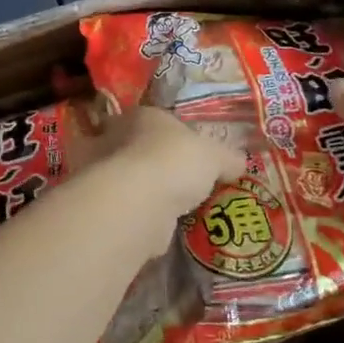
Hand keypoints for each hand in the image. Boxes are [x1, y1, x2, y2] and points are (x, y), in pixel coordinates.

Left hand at [93, 105, 243, 214]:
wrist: (138, 202)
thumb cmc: (175, 161)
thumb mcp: (215, 155)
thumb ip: (227, 158)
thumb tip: (239, 163)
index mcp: (141, 115)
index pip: (156, 119)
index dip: (172, 135)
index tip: (188, 152)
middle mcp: (114, 138)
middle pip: (137, 148)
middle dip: (155, 163)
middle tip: (180, 181)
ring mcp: (104, 174)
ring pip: (128, 180)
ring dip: (146, 191)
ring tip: (173, 208)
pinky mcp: (104, 207)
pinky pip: (128, 208)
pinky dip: (141, 216)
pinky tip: (160, 227)